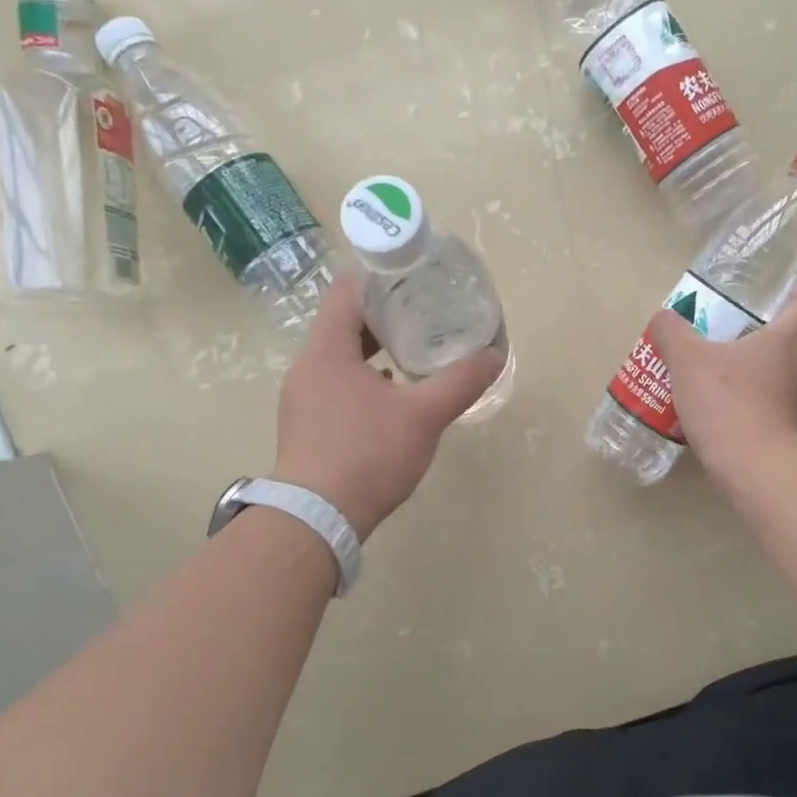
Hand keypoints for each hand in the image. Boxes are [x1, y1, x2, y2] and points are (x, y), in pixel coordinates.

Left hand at [273, 276, 503, 538]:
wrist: (317, 518)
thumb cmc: (368, 455)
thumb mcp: (423, 416)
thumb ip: (460, 382)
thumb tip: (495, 356)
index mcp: (327, 350)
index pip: (347, 291)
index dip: (380, 278)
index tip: (413, 279)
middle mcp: (307, 367)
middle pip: (343, 323)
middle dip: (384, 316)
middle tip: (424, 315)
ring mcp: (301, 398)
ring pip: (339, 357)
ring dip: (373, 351)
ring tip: (413, 354)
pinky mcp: (305, 425)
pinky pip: (335, 386)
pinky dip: (362, 380)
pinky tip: (391, 398)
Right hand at [645, 279, 796, 483]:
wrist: (753, 467)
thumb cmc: (728, 402)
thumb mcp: (688, 361)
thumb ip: (672, 333)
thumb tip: (663, 318)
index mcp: (785, 339)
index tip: (781, 289)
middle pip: (784, 339)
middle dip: (753, 333)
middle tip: (718, 333)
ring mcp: (793, 402)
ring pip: (770, 374)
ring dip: (743, 371)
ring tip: (705, 374)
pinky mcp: (781, 431)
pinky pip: (761, 406)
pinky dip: (740, 403)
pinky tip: (709, 411)